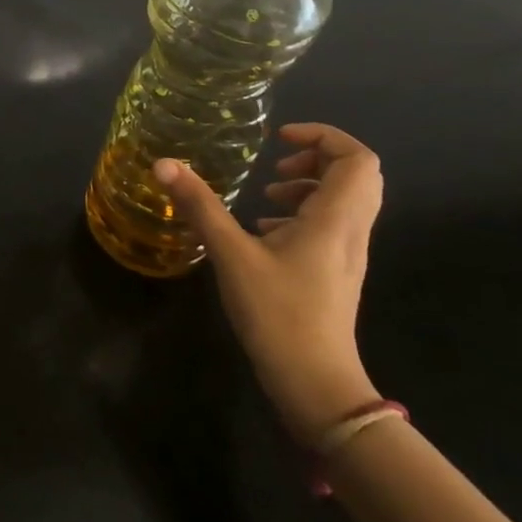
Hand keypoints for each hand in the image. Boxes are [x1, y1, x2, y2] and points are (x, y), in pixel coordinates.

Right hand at [155, 123, 382, 444]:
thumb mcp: (231, 255)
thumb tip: (164, 164)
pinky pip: (331, 226)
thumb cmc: (279, 314)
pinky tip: (264, 232)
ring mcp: (347, 255)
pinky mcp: (336, 274)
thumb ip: (200, 206)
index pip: (358, 159)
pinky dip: (302, 214)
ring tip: (267, 196)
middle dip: (317, 157)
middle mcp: (350, 231)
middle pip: (357, 176)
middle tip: (276, 164)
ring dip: (309, 186)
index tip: (278, 139)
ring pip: (345, 201)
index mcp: (334, 219)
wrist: (317, 385)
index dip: (323, 136)